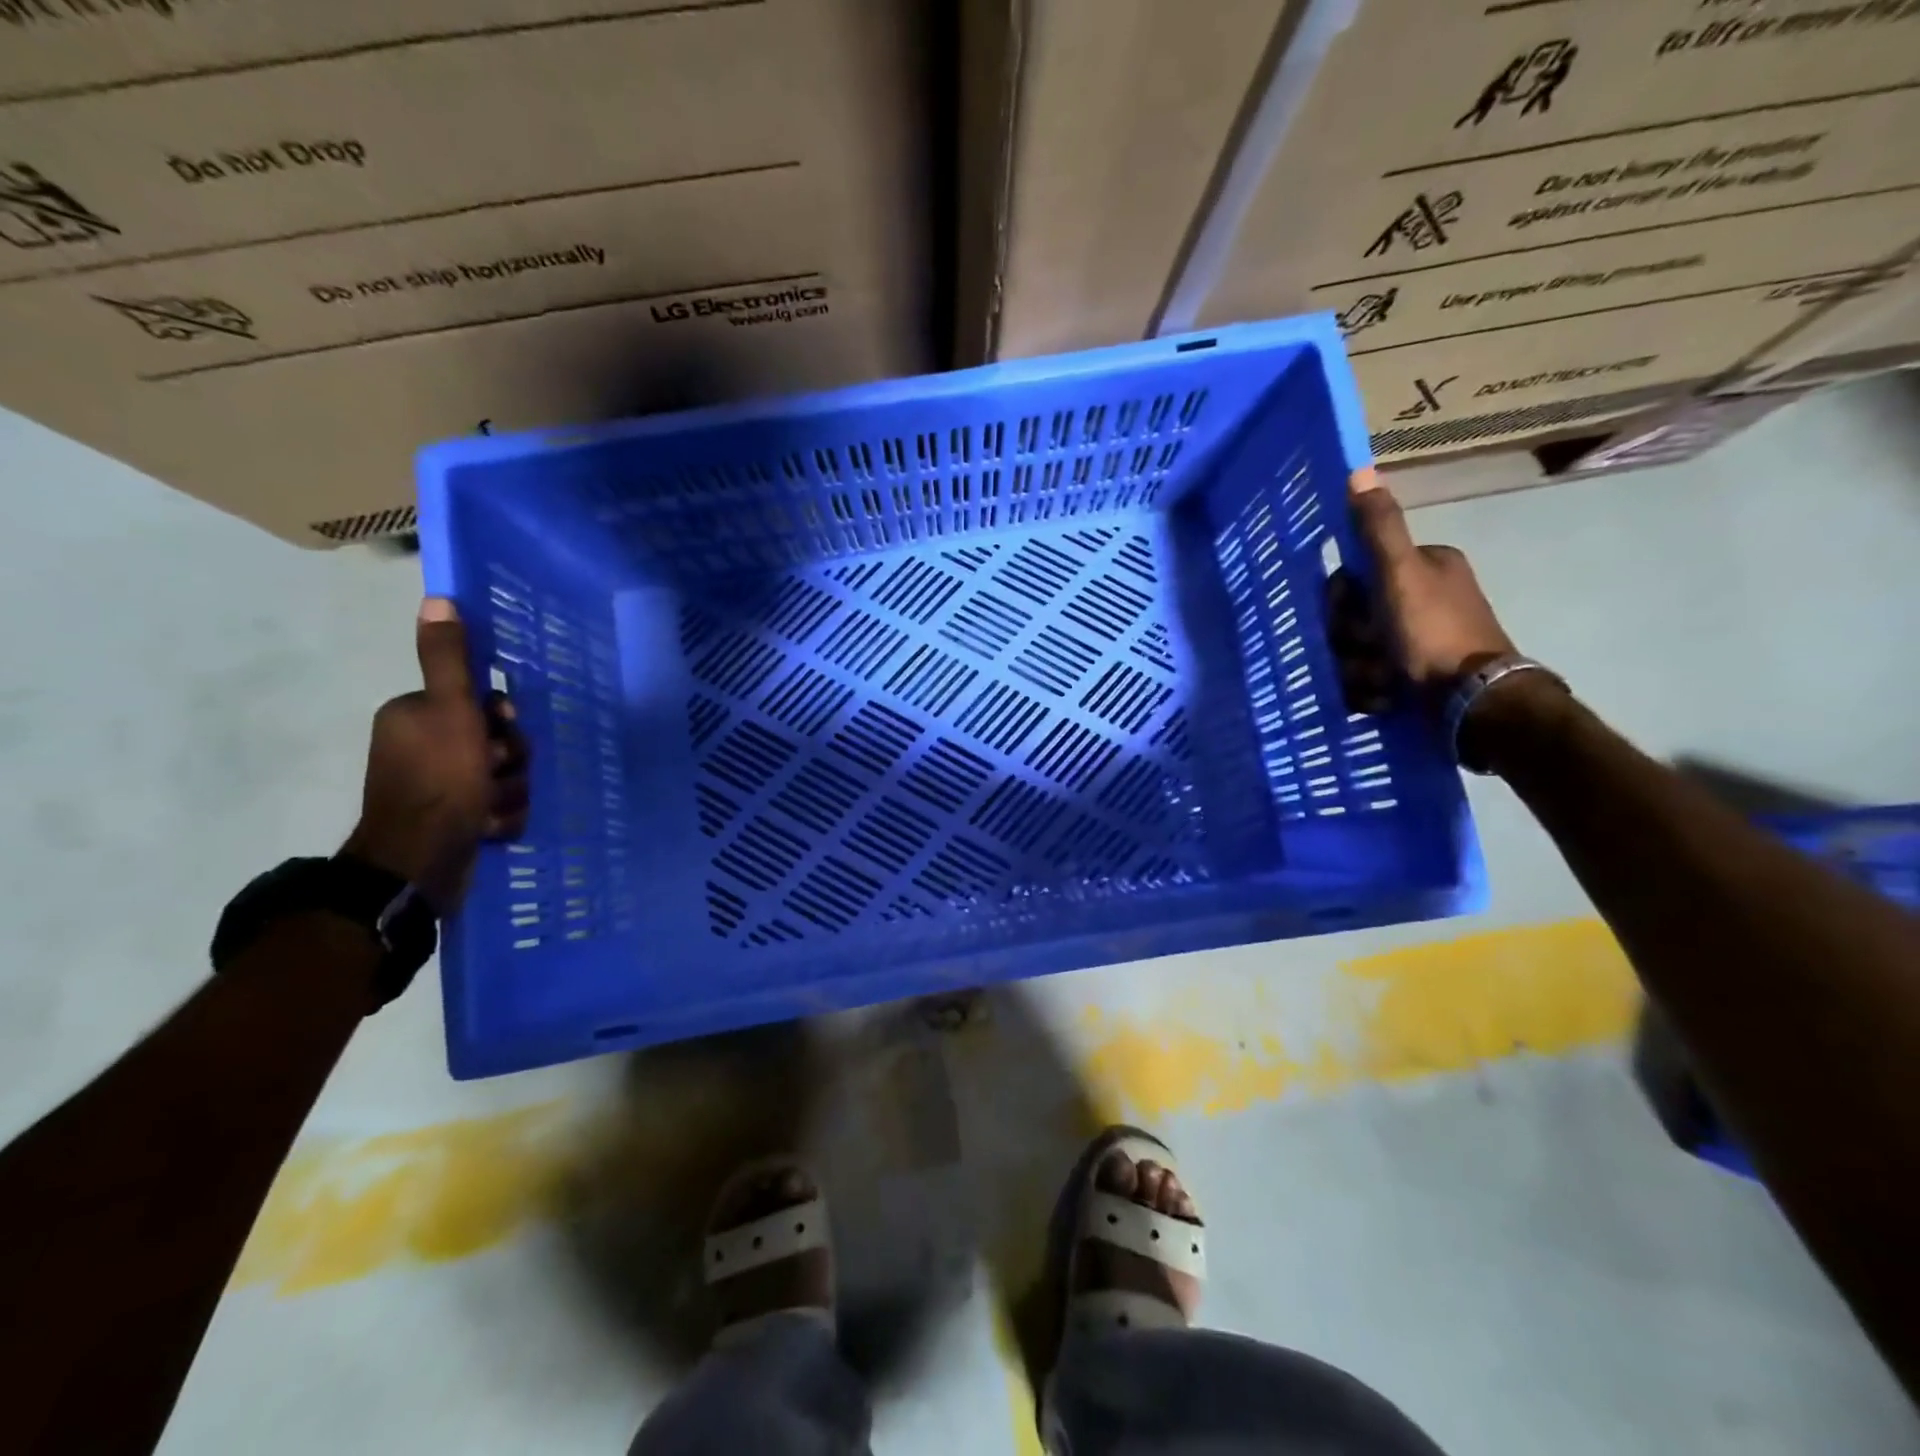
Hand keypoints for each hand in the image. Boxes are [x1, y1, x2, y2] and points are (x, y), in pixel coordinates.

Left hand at [341, 600, 530, 912]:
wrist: (421, 863)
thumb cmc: (440, 780)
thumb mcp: (452, 712)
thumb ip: (448, 660)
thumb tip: (437, 599)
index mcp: (417, 717)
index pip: (480, 704)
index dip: (500, 720)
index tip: (499, 734)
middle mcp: (424, 748)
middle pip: (497, 742)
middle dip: (509, 761)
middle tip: (496, 774)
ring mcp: (440, 788)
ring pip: (503, 777)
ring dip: (509, 792)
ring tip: (491, 810)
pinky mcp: (453, 822)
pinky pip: (498, 808)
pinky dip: (501, 817)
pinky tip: (490, 827)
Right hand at [1344, 469, 1516, 688]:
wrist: (1471, 702)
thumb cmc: (1433, 632)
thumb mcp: (1400, 574)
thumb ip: (1378, 528)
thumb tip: (1360, 471)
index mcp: (1426, 565)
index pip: (1357, 574)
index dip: (1344, 598)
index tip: (1353, 615)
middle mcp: (1425, 596)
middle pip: (1355, 616)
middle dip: (1352, 640)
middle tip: (1370, 652)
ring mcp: (1422, 638)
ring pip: (1359, 650)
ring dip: (1359, 669)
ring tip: (1382, 682)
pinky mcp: (1419, 674)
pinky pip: (1372, 677)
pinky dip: (1372, 690)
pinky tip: (1385, 696)